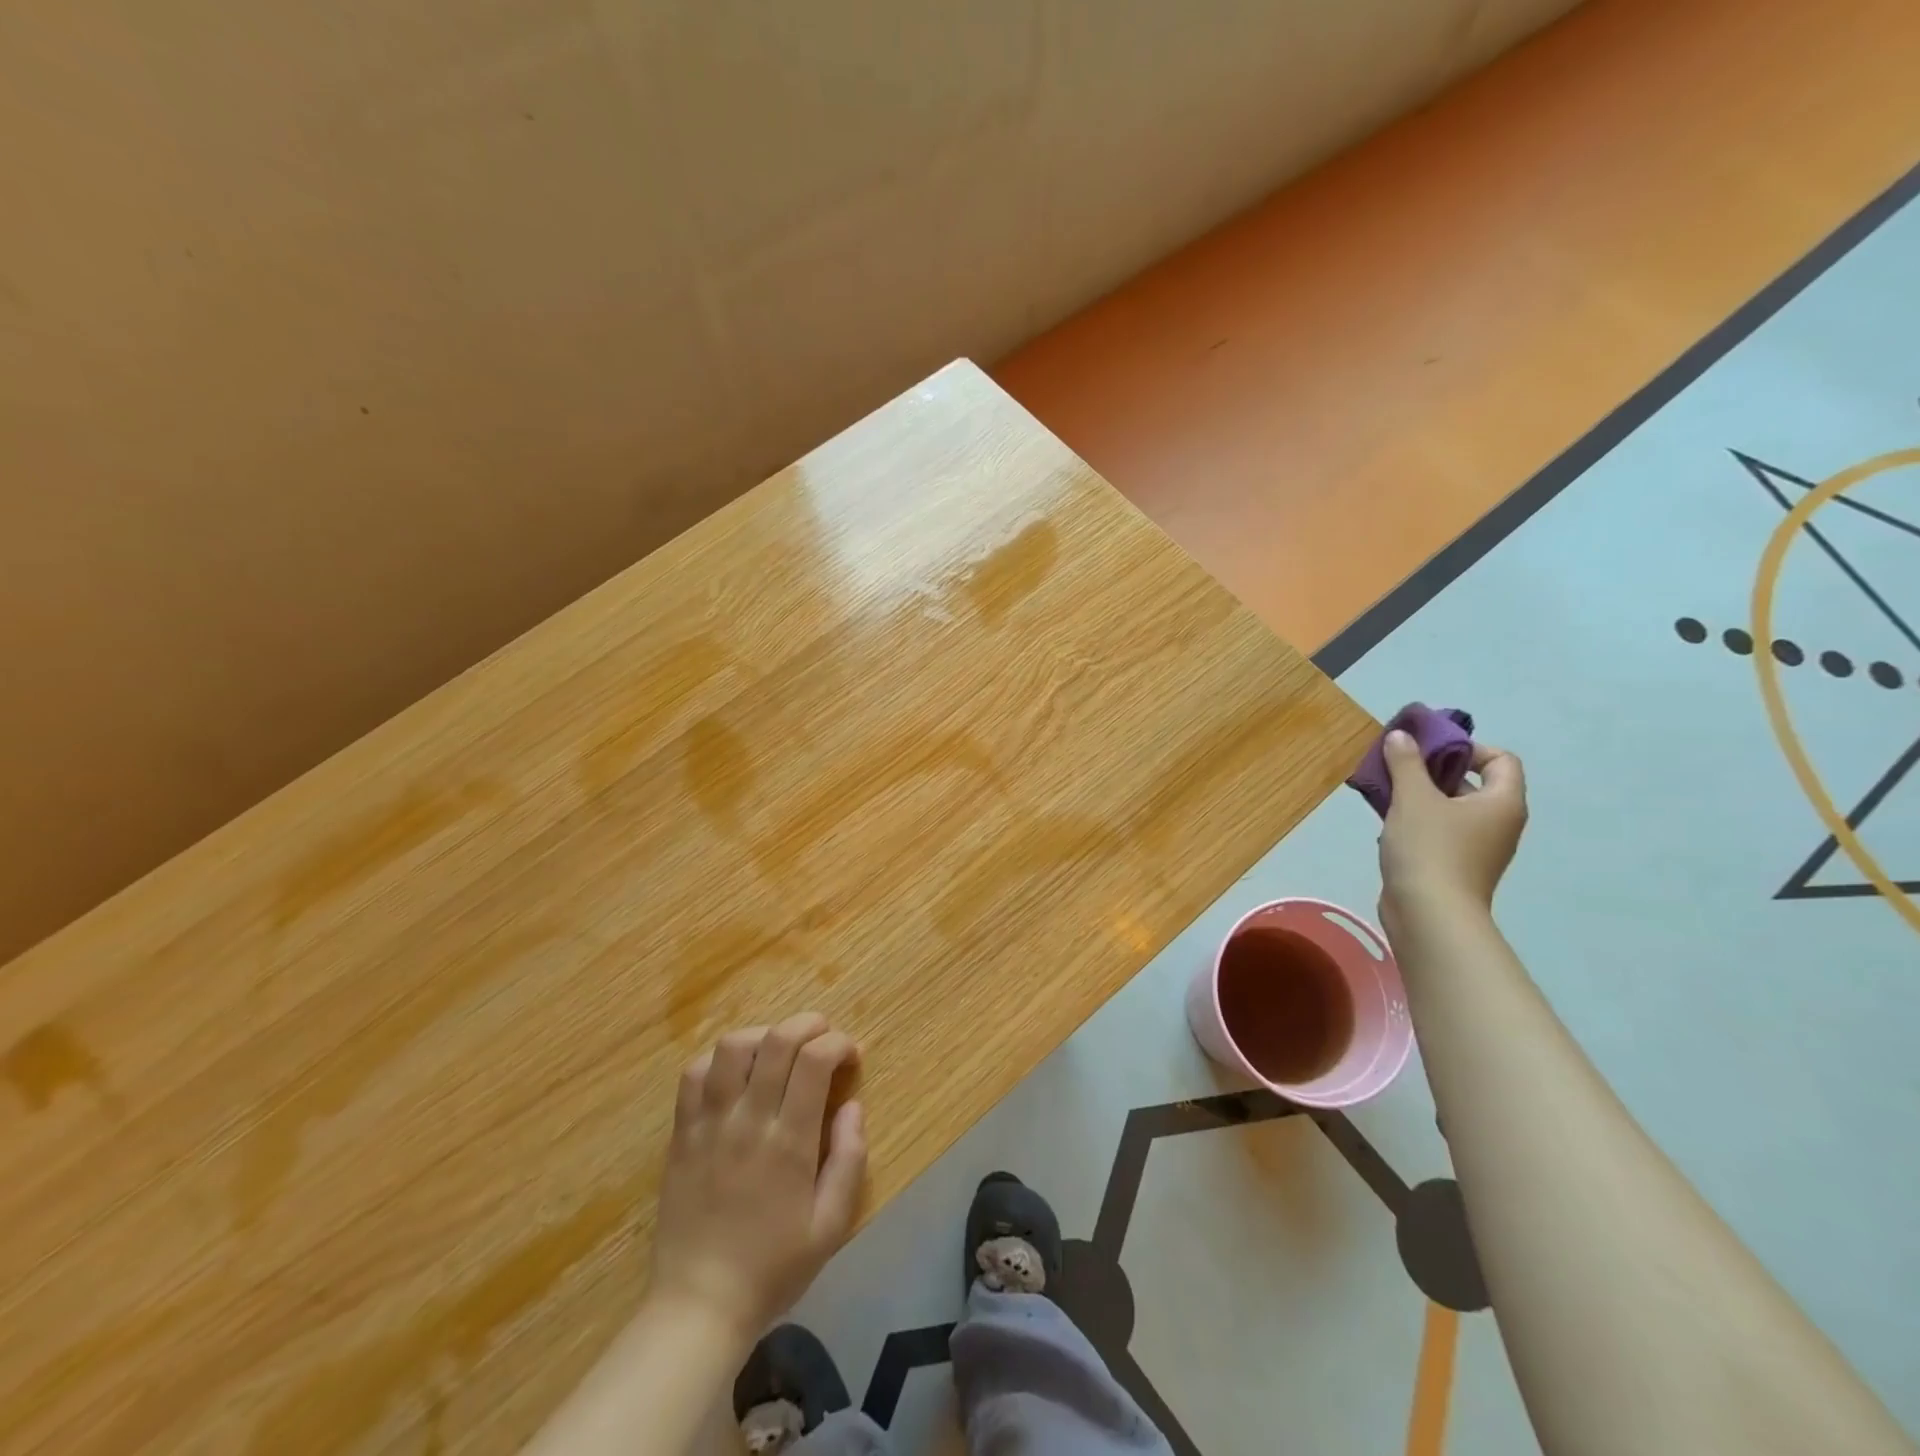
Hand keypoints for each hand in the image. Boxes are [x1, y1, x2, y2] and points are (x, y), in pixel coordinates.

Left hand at [650, 1014, 865, 1342]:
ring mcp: (710, 1123)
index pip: (814, 1060)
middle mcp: (749, 1120)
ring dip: (763, 1034)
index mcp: (789, 1142)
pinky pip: (693, 1074)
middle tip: (824, 1036)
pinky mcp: (681, 1134)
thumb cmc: (773, 1268)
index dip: (839, 1044)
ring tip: (779, 1050)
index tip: (850, 1056)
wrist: (698, 1307)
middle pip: (777, 1040)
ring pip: (732, 1047)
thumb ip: (849, 1159)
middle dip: (808, 1024)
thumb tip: (854, 1105)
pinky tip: (735, 1074)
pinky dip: (718, 1060)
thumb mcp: (831, 1226)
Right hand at [1377, 732, 1527, 936]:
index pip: (1501, 759)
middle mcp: (1499, 822)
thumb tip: (1402, 736)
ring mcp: (1479, 847)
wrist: (1429, 914)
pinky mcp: (1456, 865)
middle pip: (1472, 782)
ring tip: (1385, 791)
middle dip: (1434, 769)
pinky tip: (1387, 821)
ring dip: (1420, 795)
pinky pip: (1440, 830)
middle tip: (1398, 766)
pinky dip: (1417, 820)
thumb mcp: (1413, 797)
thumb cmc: (1430, 848)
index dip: (1467, 748)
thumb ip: (1406, 762)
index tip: (1428, 750)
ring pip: (1451, 807)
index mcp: (1502, 801)